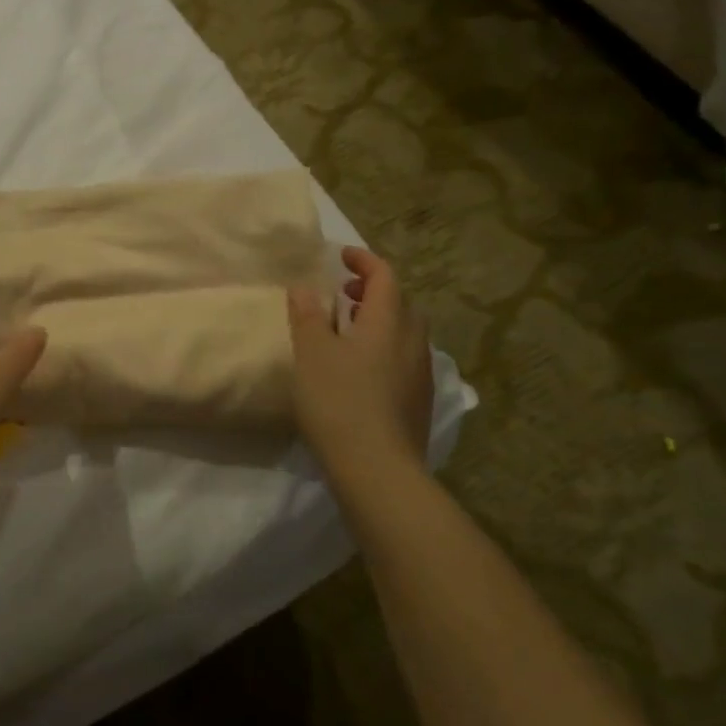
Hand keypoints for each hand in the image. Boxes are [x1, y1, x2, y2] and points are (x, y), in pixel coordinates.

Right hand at [288, 247, 433, 484]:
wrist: (378, 469)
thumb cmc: (339, 402)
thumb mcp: (312, 354)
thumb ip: (308, 316)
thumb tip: (305, 286)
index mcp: (389, 322)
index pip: (385, 276)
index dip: (364, 261)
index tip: (341, 256)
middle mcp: (413, 342)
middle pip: (400, 303)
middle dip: (373, 291)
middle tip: (343, 294)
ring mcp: (420, 374)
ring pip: (404, 333)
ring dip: (380, 321)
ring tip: (348, 331)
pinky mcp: (418, 402)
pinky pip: (404, 359)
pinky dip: (384, 349)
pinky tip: (361, 371)